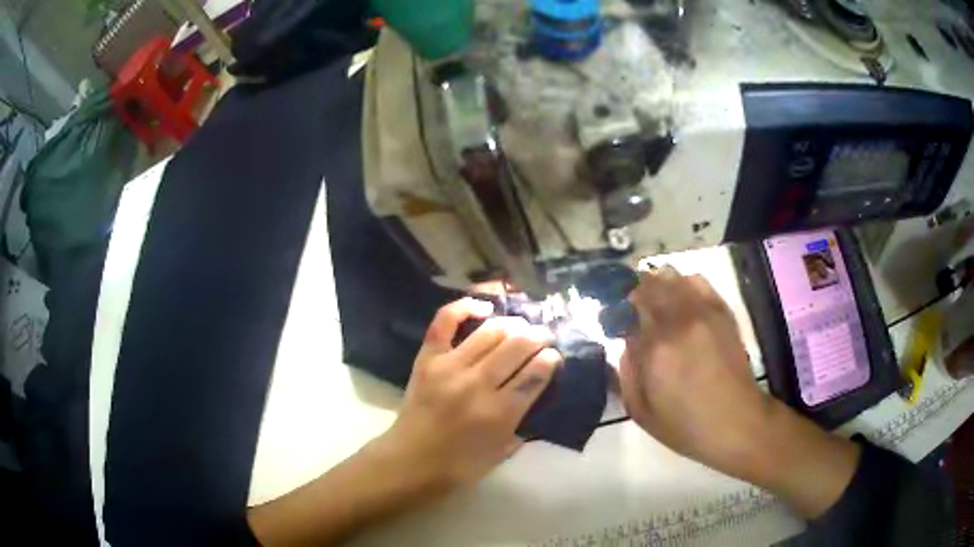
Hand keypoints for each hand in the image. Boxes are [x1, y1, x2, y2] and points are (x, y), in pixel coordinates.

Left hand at [378, 298, 561, 489]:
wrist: (409, 462)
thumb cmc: (458, 466)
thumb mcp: (501, 453)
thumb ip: (521, 424)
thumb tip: (533, 396)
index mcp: (499, 413)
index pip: (535, 374)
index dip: (550, 360)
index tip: (554, 356)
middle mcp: (478, 385)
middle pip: (517, 347)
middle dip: (538, 337)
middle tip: (544, 336)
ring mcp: (450, 367)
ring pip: (490, 332)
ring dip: (513, 324)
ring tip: (521, 325)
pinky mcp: (427, 359)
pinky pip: (445, 322)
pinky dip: (464, 307)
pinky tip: (483, 306)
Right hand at [619, 267, 859, 517]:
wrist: (749, 431)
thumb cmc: (696, 433)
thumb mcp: (648, 418)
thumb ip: (630, 377)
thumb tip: (625, 347)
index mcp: (662, 351)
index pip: (630, 309)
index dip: (620, 307)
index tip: (615, 312)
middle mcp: (686, 324)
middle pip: (652, 287)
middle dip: (638, 291)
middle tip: (633, 302)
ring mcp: (712, 317)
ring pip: (678, 279)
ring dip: (663, 283)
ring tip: (658, 296)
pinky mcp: (730, 319)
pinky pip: (705, 287)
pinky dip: (690, 284)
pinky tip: (688, 294)